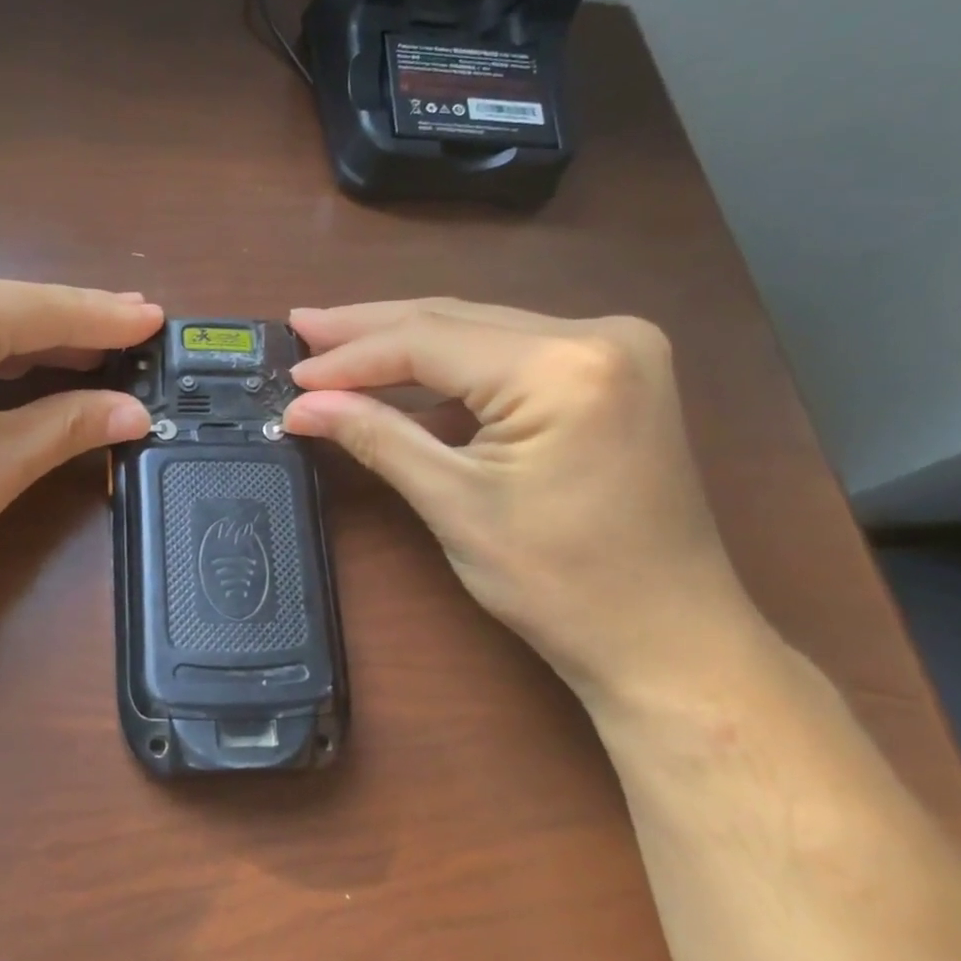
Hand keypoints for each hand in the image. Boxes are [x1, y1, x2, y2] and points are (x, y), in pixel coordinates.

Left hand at [0, 263, 160, 666]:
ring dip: (17, 349)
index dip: (108, 319)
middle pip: (0, 311)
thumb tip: (135, 412)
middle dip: (65, 334)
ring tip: (81, 358)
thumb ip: (71, 424)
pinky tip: (2, 376)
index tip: (157, 318)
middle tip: (127, 343)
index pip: (47, 309)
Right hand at [282, 300, 762, 704]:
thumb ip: (378, 437)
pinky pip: (507, 355)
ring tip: (333, 342)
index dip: (350, 357)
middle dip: (369, 330)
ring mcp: (613, 349)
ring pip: (478, 331)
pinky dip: (448, 369)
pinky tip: (398, 377)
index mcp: (564, 366)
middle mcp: (598, 334)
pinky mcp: (610, 374)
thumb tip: (302, 406)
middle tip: (301, 325)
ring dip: (404, 343)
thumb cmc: (562, 584)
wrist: (669, 641)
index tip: (292, 373)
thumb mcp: (455, 505)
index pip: (428, 340)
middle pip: (453, 319)